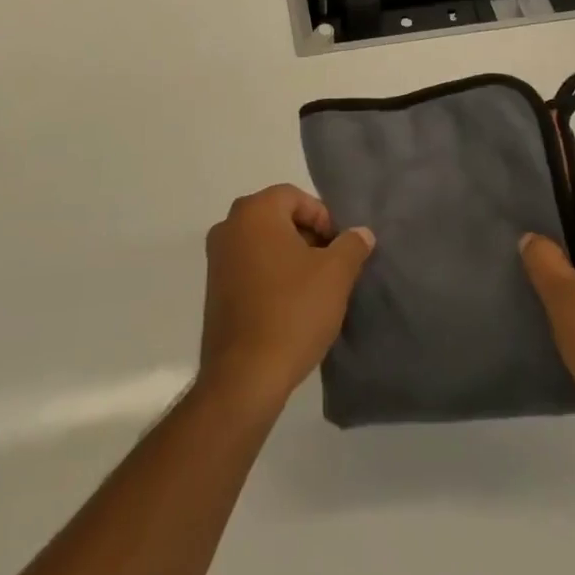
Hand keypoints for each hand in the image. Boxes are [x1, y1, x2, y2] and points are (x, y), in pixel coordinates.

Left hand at [199, 184, 375, 415]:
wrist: (245, 377)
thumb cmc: (292, 312)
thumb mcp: (335, 274)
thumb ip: (352, 245)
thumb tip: (361, 233)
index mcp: (254, 211)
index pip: (296, 197)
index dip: (323, 218)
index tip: (340, 249)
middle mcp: (229, 226)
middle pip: (278, 217)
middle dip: (308, 237)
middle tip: (331, 267)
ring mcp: (216, 259)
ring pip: (264, 243)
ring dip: (291, 257)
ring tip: (314, 289)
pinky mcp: (213, 290)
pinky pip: (249, 267)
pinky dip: (271, 276)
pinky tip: (290, 305)